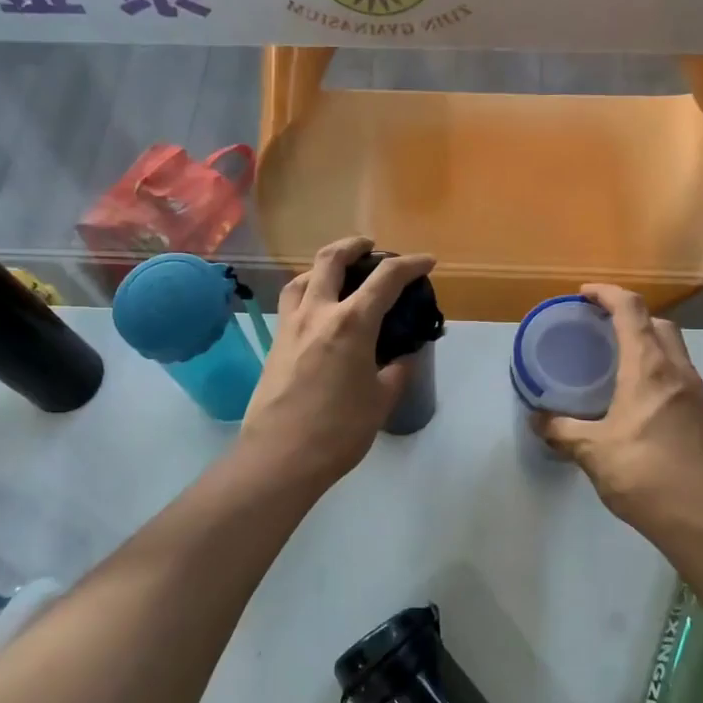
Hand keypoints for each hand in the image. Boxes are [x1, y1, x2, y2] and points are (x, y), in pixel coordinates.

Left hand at [239, 237, 435, 490]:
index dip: (411, 264)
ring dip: (323, 266)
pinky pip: (291, 303)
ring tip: (337, 274)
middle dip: (354, 245)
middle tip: (370, 247)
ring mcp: (291, 326)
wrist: (280, 456)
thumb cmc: (339, 430)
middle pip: (332, 260)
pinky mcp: (275, 343)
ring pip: (302, 277)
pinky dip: (306, 292)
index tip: (427, 262)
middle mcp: (318, 313)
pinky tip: (316, 311)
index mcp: (352, 323)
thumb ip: (396, 372)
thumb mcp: (381, 400)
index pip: (386, 278)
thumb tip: (401, 359)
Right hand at [533, 285, 702, 539]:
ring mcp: (696, 394)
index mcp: (649, 368)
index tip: (583, 295)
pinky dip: (657, 371)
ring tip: (615, 363)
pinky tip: (637, 401)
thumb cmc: (646, 475)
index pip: (631, 310)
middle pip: (657, 323)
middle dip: (629, 315)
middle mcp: (678, 371)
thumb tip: (538, 420)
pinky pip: (678, 376)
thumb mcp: (593, 452)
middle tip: (599, 329)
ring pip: (673, 349)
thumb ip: (563, 431)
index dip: (607, 293)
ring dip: (646, 343)